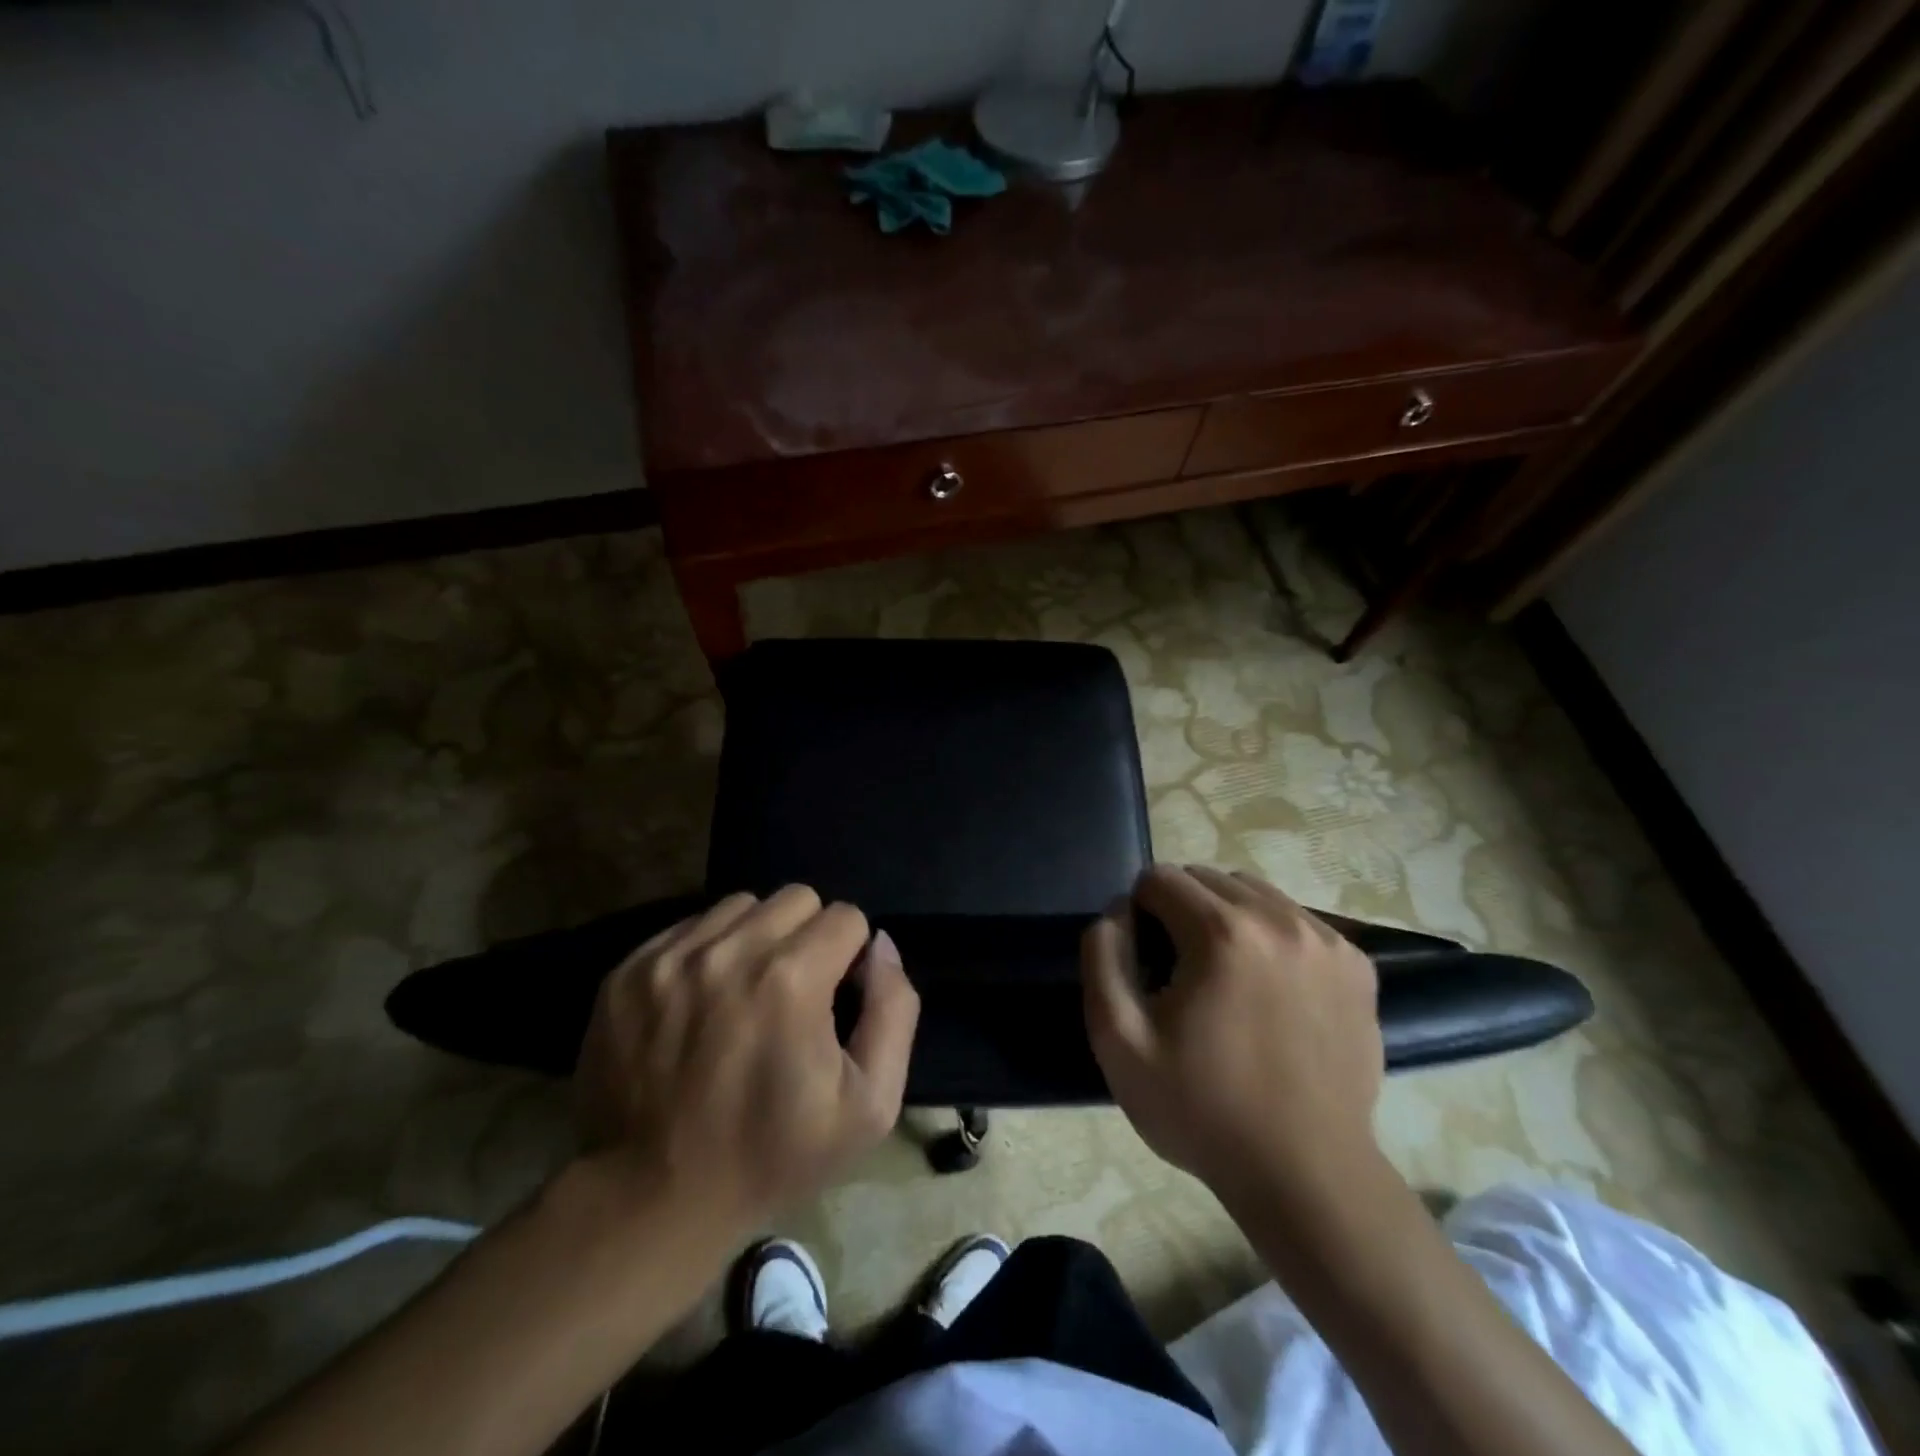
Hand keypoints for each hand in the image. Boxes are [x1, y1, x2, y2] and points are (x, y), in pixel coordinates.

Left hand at [576, 886, 919, 1231]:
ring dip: (757, 938)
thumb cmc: (772, 1155)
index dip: (851, 957)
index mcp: (791, 979)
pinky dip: (708, 951)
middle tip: (793, 993)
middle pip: (796, 898)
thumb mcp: (871, 1105)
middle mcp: (729, 951)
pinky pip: (690, 927)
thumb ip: (894, 1009)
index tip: (833, 1001)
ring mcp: (671, 957)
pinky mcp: (629, 971)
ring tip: (746, 992)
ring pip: (741, 906)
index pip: (846, 917)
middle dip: (808, 937)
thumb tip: (882, 946)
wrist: (652, 1200)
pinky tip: (702, 1001)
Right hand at [1081, 865, 1382, 1203]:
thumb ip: (1103, 956)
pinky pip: (1297, 921)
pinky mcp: (1357, 967)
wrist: (1306, 1175)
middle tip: (1180, 968)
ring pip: (1255, 893)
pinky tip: (1269, 988)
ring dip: (1227, 916)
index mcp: (1222, 932)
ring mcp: (1327, 941)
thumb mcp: (1119, 1040)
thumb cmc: (1202, 1109)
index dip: (1139, 912)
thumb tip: (1117, 910)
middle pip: (1207, 878)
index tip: (1146, 961)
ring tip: (1225, 974)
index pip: (1160, 878)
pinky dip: (1271, 936)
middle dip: (1181, 908)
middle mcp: (1280, 919)